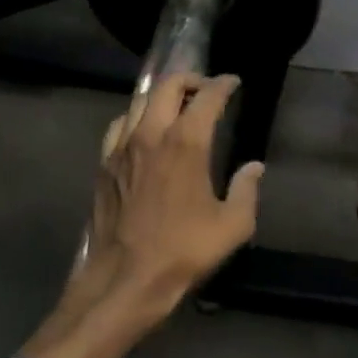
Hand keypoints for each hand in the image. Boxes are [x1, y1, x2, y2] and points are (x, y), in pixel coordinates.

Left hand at [22, 73, 262, 357]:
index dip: (223, 85)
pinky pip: (119, 125)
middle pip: (167, 86)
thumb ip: (247, 190)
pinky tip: (143, 130)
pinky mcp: (104, 164)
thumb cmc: (183, 251)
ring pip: (139, 101)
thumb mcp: (232, 226)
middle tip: (205, 88)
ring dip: (161, 95)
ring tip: (176, 105)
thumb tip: (254, 168)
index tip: (233, 83)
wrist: (125, 278)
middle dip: (189, 79)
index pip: (206, 97)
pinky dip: (135, 116)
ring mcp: (122, 147)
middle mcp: (151, 135)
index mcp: (185, 144)